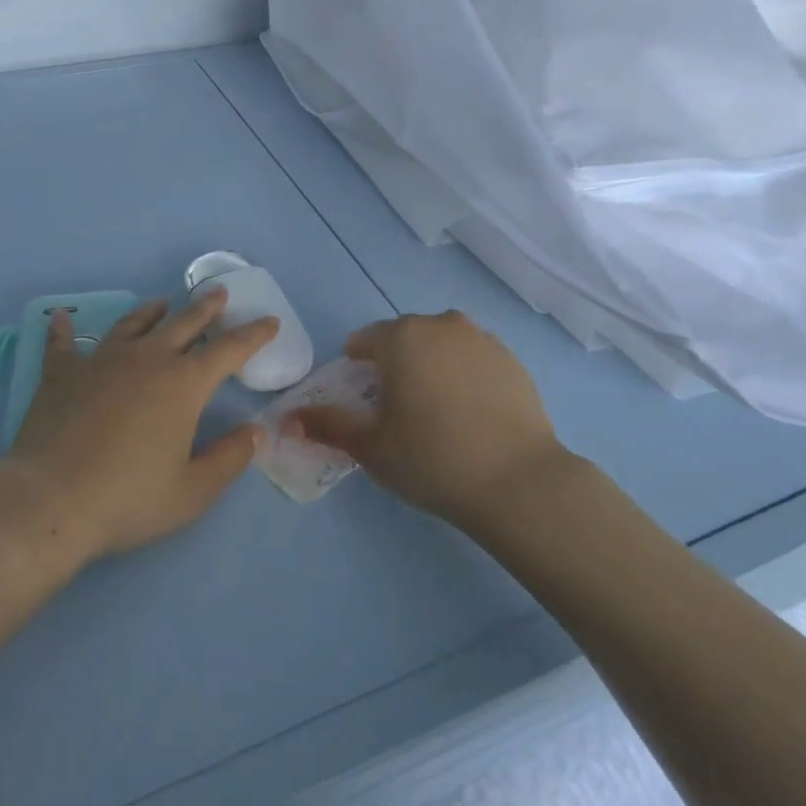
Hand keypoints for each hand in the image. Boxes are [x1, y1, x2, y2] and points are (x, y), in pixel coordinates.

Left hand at [4, 290, 277, 562]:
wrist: (50, 500)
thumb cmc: (128, 499)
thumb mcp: (192, 492)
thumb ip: (229, 459)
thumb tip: (256, 432)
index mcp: (184, 384)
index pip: (229, 350)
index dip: (253, 334)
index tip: (269, 321)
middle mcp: (147, 360)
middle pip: (184, 324)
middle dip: (207, 309)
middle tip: (220, 294)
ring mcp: (102, 361)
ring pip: (133, 325)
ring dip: (152, 312)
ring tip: (162, 303)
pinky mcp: (63, 373)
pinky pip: (64, 344)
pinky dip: (64, 330)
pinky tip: (60, 317)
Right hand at [291, 311, 564, 527]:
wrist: (516, 480)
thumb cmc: (431, 458)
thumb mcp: (370, 447)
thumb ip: (328, 426)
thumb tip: (289, 419)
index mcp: (401, 338)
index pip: (367, 338)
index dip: (358, 361)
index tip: (360, 389)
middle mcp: (441, 326)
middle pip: (407, 335)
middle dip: (396, 359)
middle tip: (397, 402)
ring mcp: (482, 339)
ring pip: (444, 342)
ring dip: (433, 361)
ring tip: (436, 404)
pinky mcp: (512, 360)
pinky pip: (476, 358)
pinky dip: (467, 373)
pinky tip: (471, 410)